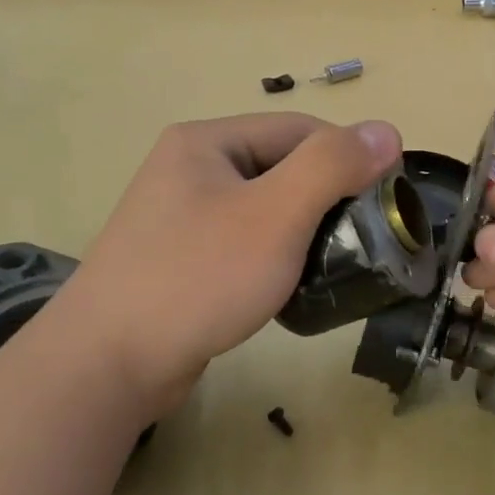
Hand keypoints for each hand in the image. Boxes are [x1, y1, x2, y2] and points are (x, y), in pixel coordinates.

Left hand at [41, 114, 401, 404]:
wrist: (108, 363)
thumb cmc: (198, 277)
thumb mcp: (275, 216)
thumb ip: (332, 167)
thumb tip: (386, 130)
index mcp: (207, 142)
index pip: (300, 131)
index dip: (349, 159)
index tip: (386, 203)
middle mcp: (190, 169)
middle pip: (282, 169)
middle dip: (327, 202)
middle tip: (362, 243)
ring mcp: (181, 216)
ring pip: (265, 210)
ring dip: (304, 233)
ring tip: (332, 268)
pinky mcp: (181, 259)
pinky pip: (244, 244)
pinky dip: (275, 259)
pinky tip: (290, 288)